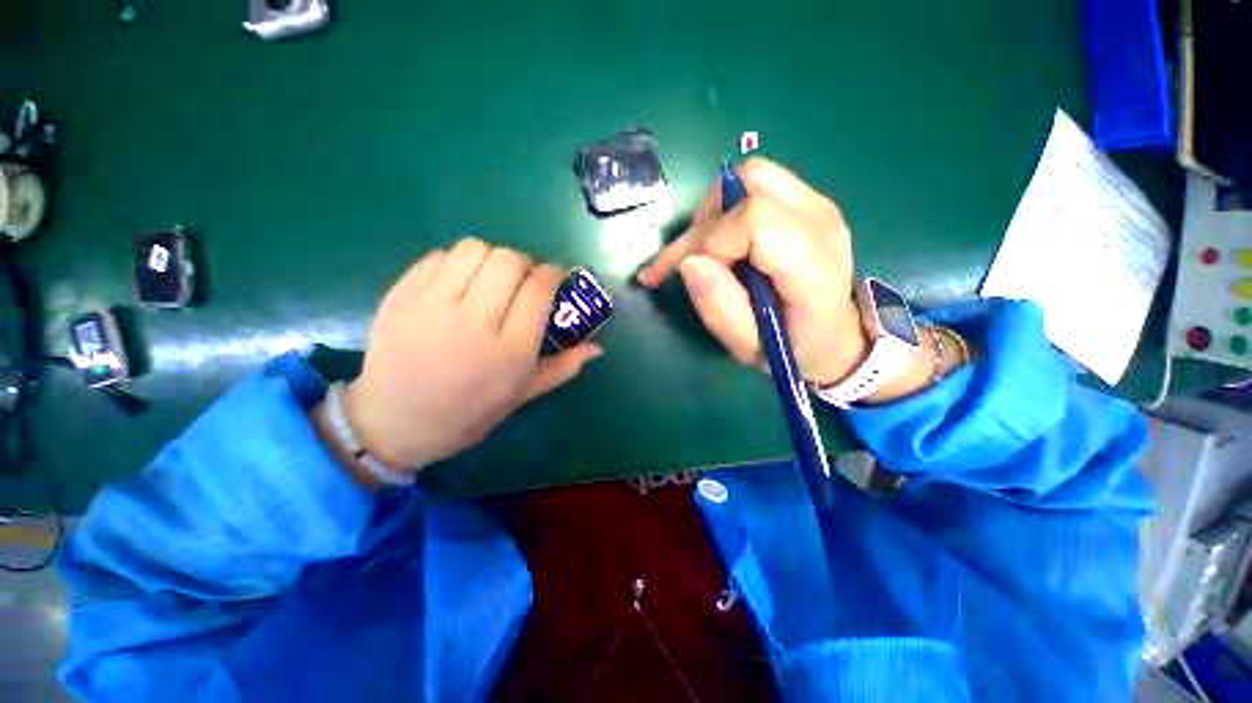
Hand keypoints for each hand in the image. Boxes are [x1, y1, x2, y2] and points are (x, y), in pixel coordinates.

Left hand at [338, 238, 600, 475]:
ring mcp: (432, 306)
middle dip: (524, 263)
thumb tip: (597, 348)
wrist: (392, 423)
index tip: (552, 276)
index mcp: (509, 351)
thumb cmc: (468, 414)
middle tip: (521, 281)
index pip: (539, 289)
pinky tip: (459, 282)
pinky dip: (457, 261)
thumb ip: (563, 367)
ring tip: (490, 278)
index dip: (552, 273)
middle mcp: (474, 323)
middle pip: (509, 261)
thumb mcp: (521, 395)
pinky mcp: (401, 296)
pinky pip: (439, 256)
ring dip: (492, 257)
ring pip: (474, 249)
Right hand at [637, 157, 936, 401]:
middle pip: (751, 183)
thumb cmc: (792, 349)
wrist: (838, 338)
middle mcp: (821, 222)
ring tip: (706, 249)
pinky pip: (760, 185)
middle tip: (690, 258)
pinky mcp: (810, 202)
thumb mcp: (748, 347)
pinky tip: (724, 240)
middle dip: (708, 220)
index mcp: (812, 265)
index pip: (753, 218)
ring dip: (717, 210)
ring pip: (753, 175)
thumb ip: (719, 308)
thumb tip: (689, 263)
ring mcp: (820, 205)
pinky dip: (730, 208)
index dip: (712, 242)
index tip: (693, 272)